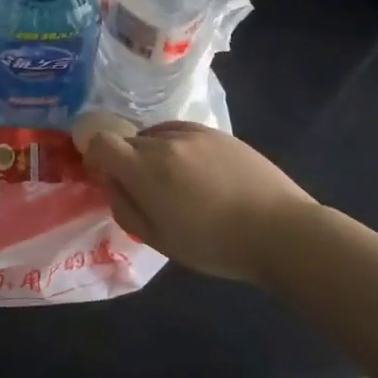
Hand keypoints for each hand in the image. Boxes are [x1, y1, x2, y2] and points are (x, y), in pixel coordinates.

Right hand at [82, 123, 319, 282]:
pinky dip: (177, 147)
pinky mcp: (218, 132)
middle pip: (129, 140)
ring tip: (177, 182)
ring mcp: (193, 133)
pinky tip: (198, 172)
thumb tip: (110, 183)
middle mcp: (164, 142)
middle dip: (127, 161)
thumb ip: (125, 207)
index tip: (107, 177)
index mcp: (145, 169)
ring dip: (154, 154)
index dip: (96, 156)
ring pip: (155, 135)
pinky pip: (182, 132)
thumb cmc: (215, 245)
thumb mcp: (159, 239)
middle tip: (146, 190)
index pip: (101, 142)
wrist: (280, 231)